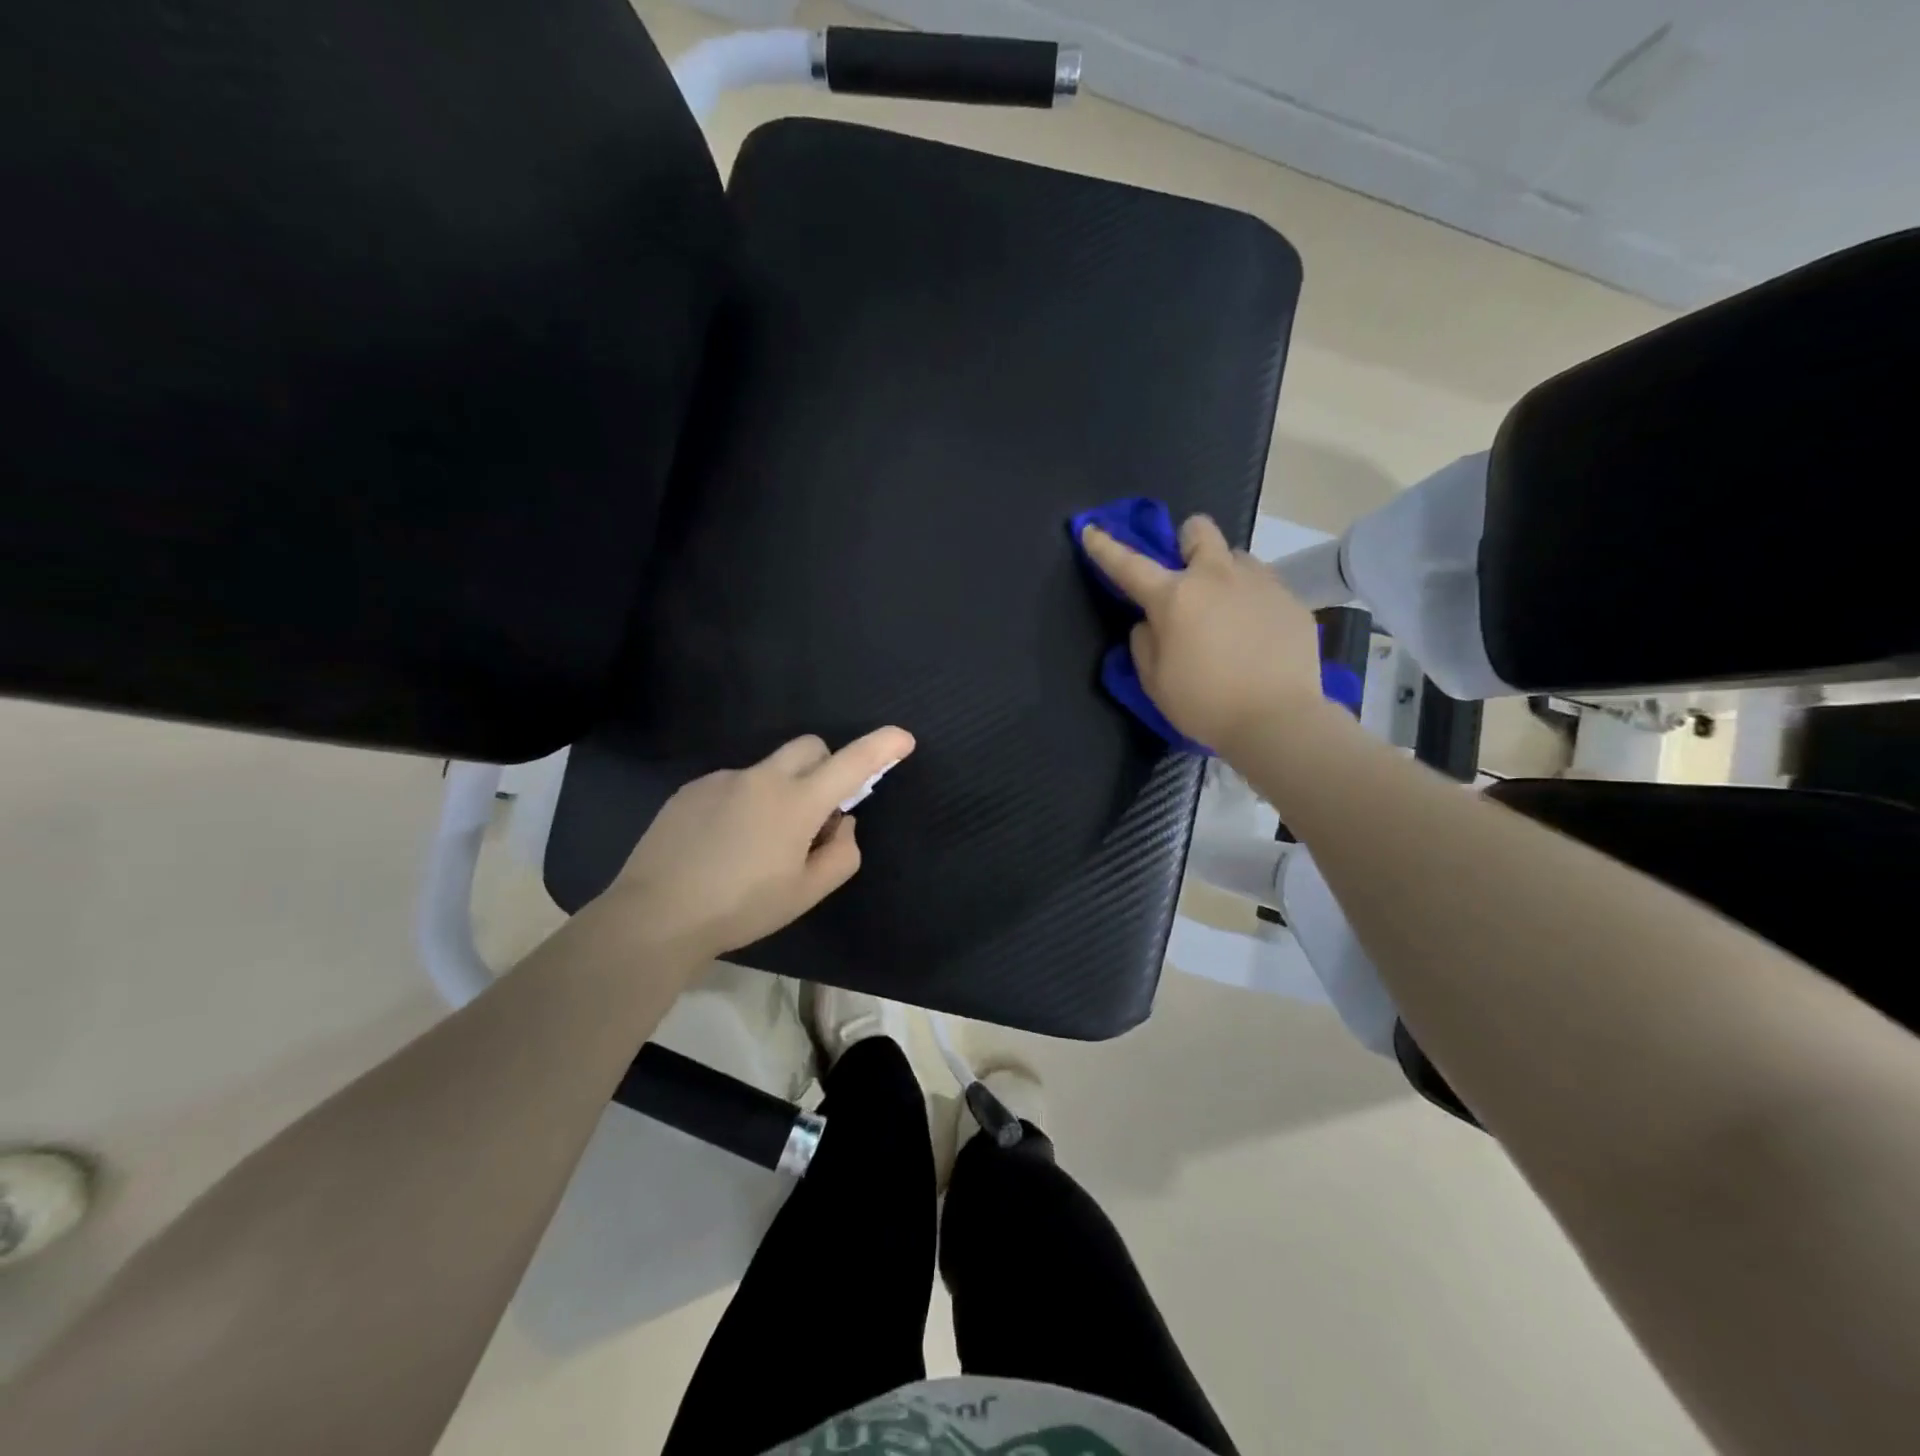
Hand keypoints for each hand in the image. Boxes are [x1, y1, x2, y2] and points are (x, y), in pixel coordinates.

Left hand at [605, 726, 915, 959]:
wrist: (655, 915)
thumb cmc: (742, 908)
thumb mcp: (807, 893)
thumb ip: (842, 853)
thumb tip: (841, 823)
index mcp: (797, 803)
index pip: (851, 763)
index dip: (882, 747)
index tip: (902, 739)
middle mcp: (762, 778)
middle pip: (810, 747)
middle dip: (826, 766)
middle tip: (817, 812)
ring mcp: (722, 779)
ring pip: (768, 770)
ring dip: (780, 791)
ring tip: (756, 844)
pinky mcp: (691, 789)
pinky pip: (733, 784)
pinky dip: (743, 803)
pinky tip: (722, 844)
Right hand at [1080, 515, 1331, 754]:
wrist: (1278, 720)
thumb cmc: (1205, 704)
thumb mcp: (1155, 682)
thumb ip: (1144, 644)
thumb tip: (1150, 623)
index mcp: (1174, 598)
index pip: (1129, 565)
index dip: (1105, 548)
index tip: (1090, 530)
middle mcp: (1217, 578)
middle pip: (1199, 529)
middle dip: (1187, 542)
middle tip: (1188, 574)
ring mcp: (1260, 584)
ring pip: (1237, 558)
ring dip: (1224, 575)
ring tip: (1228, 613)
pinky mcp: (1292, 601)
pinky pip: (1266, 587)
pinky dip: (1253, 602)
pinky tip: (1257, 637)